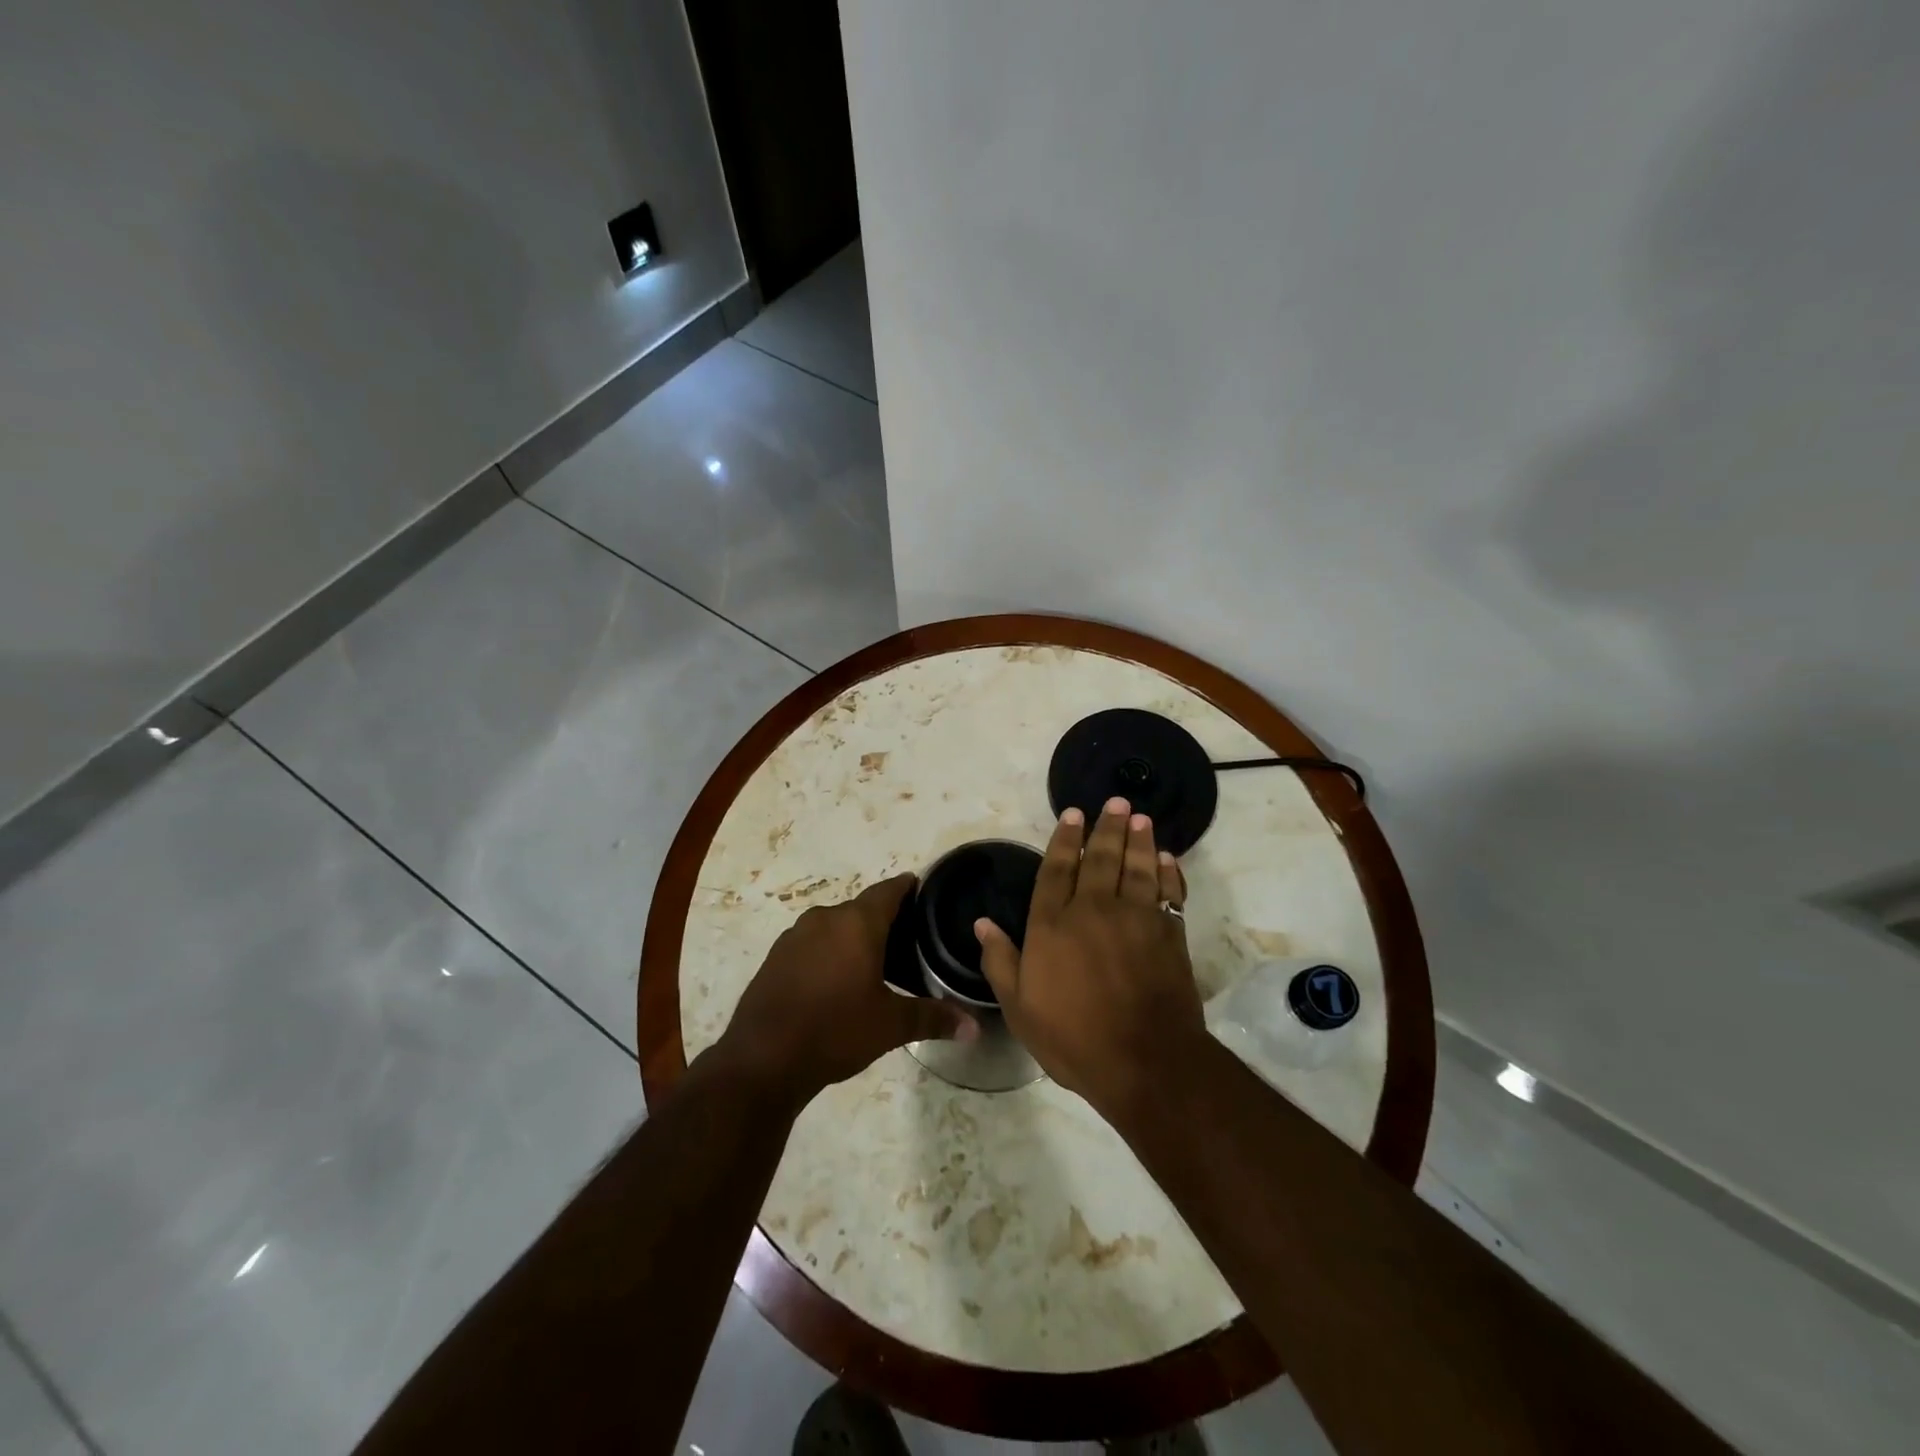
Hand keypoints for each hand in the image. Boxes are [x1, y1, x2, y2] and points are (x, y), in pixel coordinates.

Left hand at [718, 874, 976, 1104]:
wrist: (762, 1059)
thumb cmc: (836, 1030)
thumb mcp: (891, 1026)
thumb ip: (933, 1018)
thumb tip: (975, 1027)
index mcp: (857, 923)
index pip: (889, 890)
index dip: (907, 888)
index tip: (922, 890)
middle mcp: (825, 918)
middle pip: (861, 909)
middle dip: (883, 920)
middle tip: (907, 939)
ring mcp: (794, 936)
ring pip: (834, 926)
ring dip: (852, 937)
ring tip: (874, 962)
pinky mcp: (775, 957)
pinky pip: (811, 944)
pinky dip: (828, 952)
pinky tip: (836, 980)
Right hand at [975, 799, 1203, 1116]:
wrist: (1145, 1062)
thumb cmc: (1073, 1038)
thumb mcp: (1019, 1008)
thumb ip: (1000, 961)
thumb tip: (982, 923)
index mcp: (1053, 925)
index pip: (1056, 869)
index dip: (1065, 839)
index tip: (1073, 815)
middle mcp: (1093, 910)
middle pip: (1100, 858)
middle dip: (1106, 827)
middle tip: (1115, 802)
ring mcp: (1135, 919)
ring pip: (1137, 867)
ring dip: (1139, 840)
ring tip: (1140, 818)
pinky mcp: (1168, 934)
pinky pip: (1169, 893)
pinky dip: (1168, 873)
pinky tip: (1168, 859)